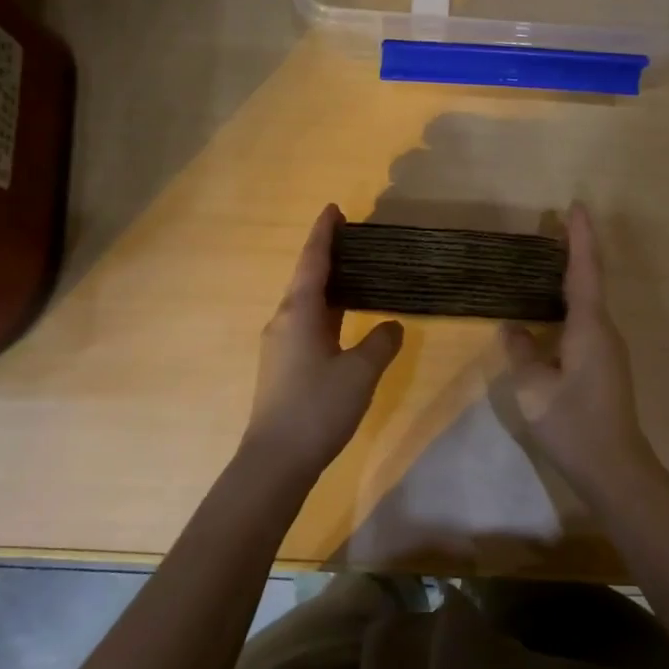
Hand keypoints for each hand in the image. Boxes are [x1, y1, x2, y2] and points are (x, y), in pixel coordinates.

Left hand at [241, 205, 403, 490]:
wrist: (276, 460)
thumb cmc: (318, 407)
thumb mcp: (360, 372)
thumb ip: (381, 343)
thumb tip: (392, 326)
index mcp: (300, 312)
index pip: (313, 261)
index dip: (325, 233)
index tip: (335, 209)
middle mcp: (284, 320)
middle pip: (306, 278)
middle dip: (328, 257)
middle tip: (356, 242)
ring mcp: (280, 344)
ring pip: (306, 303)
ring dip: (328, 286)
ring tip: (356, 275)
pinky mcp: (282, 365)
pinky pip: (306, 324)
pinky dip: (326, 311)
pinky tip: (345, 320)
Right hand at [500, 204, 661, 498]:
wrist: (615, 468)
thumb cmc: (572, 424)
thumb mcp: (533, 388)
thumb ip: (521, 351)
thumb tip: (513, 327)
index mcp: (589, 327)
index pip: (584, 270)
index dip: (580, 237)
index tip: (576, 206)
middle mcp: (605, 330)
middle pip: (590, 280)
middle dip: (575, 249)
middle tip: (553, 225)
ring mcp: (608, 348)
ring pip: (589, 302)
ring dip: (572, 276)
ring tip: (547, 259)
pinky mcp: (604, 364)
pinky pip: (586, 321)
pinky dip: (570, 302)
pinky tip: (550, 310)